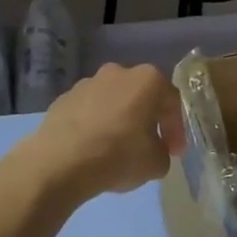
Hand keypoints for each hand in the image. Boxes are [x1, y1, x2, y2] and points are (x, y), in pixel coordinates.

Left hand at [13, 64, 185, 207]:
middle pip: (140, 95)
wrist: (61, 160)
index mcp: (147, 80)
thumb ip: (163, 151)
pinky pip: (87, 111)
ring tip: (116, 148)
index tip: (175, 152)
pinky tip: (91, 148)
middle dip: (146, 119)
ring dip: (118, 119)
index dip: (176, 129)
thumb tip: (155, 149)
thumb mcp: (156, 163)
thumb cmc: (118, 155)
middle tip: (148, 145)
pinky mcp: (63, 98)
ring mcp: (87, 82)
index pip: (171, 101)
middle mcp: (118, 72)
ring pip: (112, 101)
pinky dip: (94, 125)